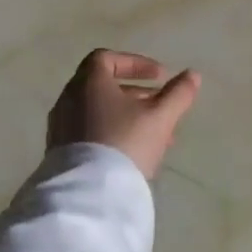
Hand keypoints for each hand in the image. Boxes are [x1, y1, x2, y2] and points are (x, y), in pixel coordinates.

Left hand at [47, 49, 201, 179]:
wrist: (89, 193)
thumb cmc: (126, 143)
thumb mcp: (160, 117)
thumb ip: (178, 93)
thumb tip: (193, 74)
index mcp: (88, 82)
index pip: (106, 58)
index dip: (135, 63)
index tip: (159, 77)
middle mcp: (69, 98)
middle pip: (103, 86)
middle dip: (136, 94)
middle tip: (161, 107)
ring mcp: (61, 126)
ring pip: (98, 111)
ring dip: (126, 117)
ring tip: (155, 136)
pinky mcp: (59, 151)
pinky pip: (88, 132)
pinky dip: (110, 133)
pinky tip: (132, 154)